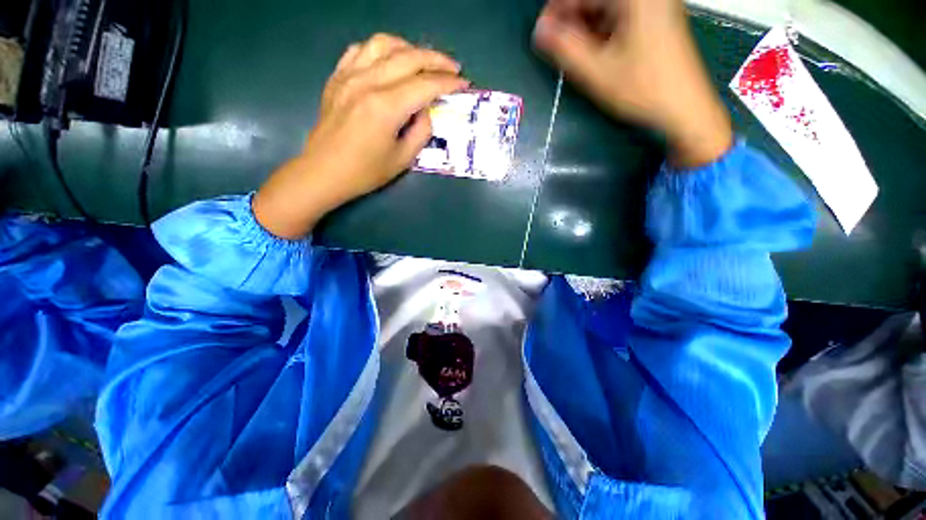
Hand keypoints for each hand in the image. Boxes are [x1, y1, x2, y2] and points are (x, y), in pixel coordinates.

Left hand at [253, 34, 468, 238]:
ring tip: (422, 62)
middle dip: (437, 60)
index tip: (463, 83)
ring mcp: (349, 75)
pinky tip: (389, 62)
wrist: (324, 171)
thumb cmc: (366, 172)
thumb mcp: (403, 159)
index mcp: (386, 107)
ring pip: (384, 43)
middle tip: (452, 68)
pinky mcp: (337, 77)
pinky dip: (381, 50)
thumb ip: (421, 131)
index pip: (425, 85)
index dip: (448, 82)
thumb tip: (426, 110)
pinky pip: (361, 50)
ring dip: (409, 48)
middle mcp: (367, 82)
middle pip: (409, 57)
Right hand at [533, 0, 732, 167]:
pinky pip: (619, 16)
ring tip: (574, 54)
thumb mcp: (598, 72)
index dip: (558, 10)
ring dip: (585, 27)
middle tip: (557, 48)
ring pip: (606, 8)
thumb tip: (539, 31)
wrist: (684, 108)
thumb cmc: (642, 89)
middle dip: (572, 20)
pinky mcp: (656, 19)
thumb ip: (565, 49)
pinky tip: (594, 51)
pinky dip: (601, 31)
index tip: (542, 34)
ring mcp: (654, 5)